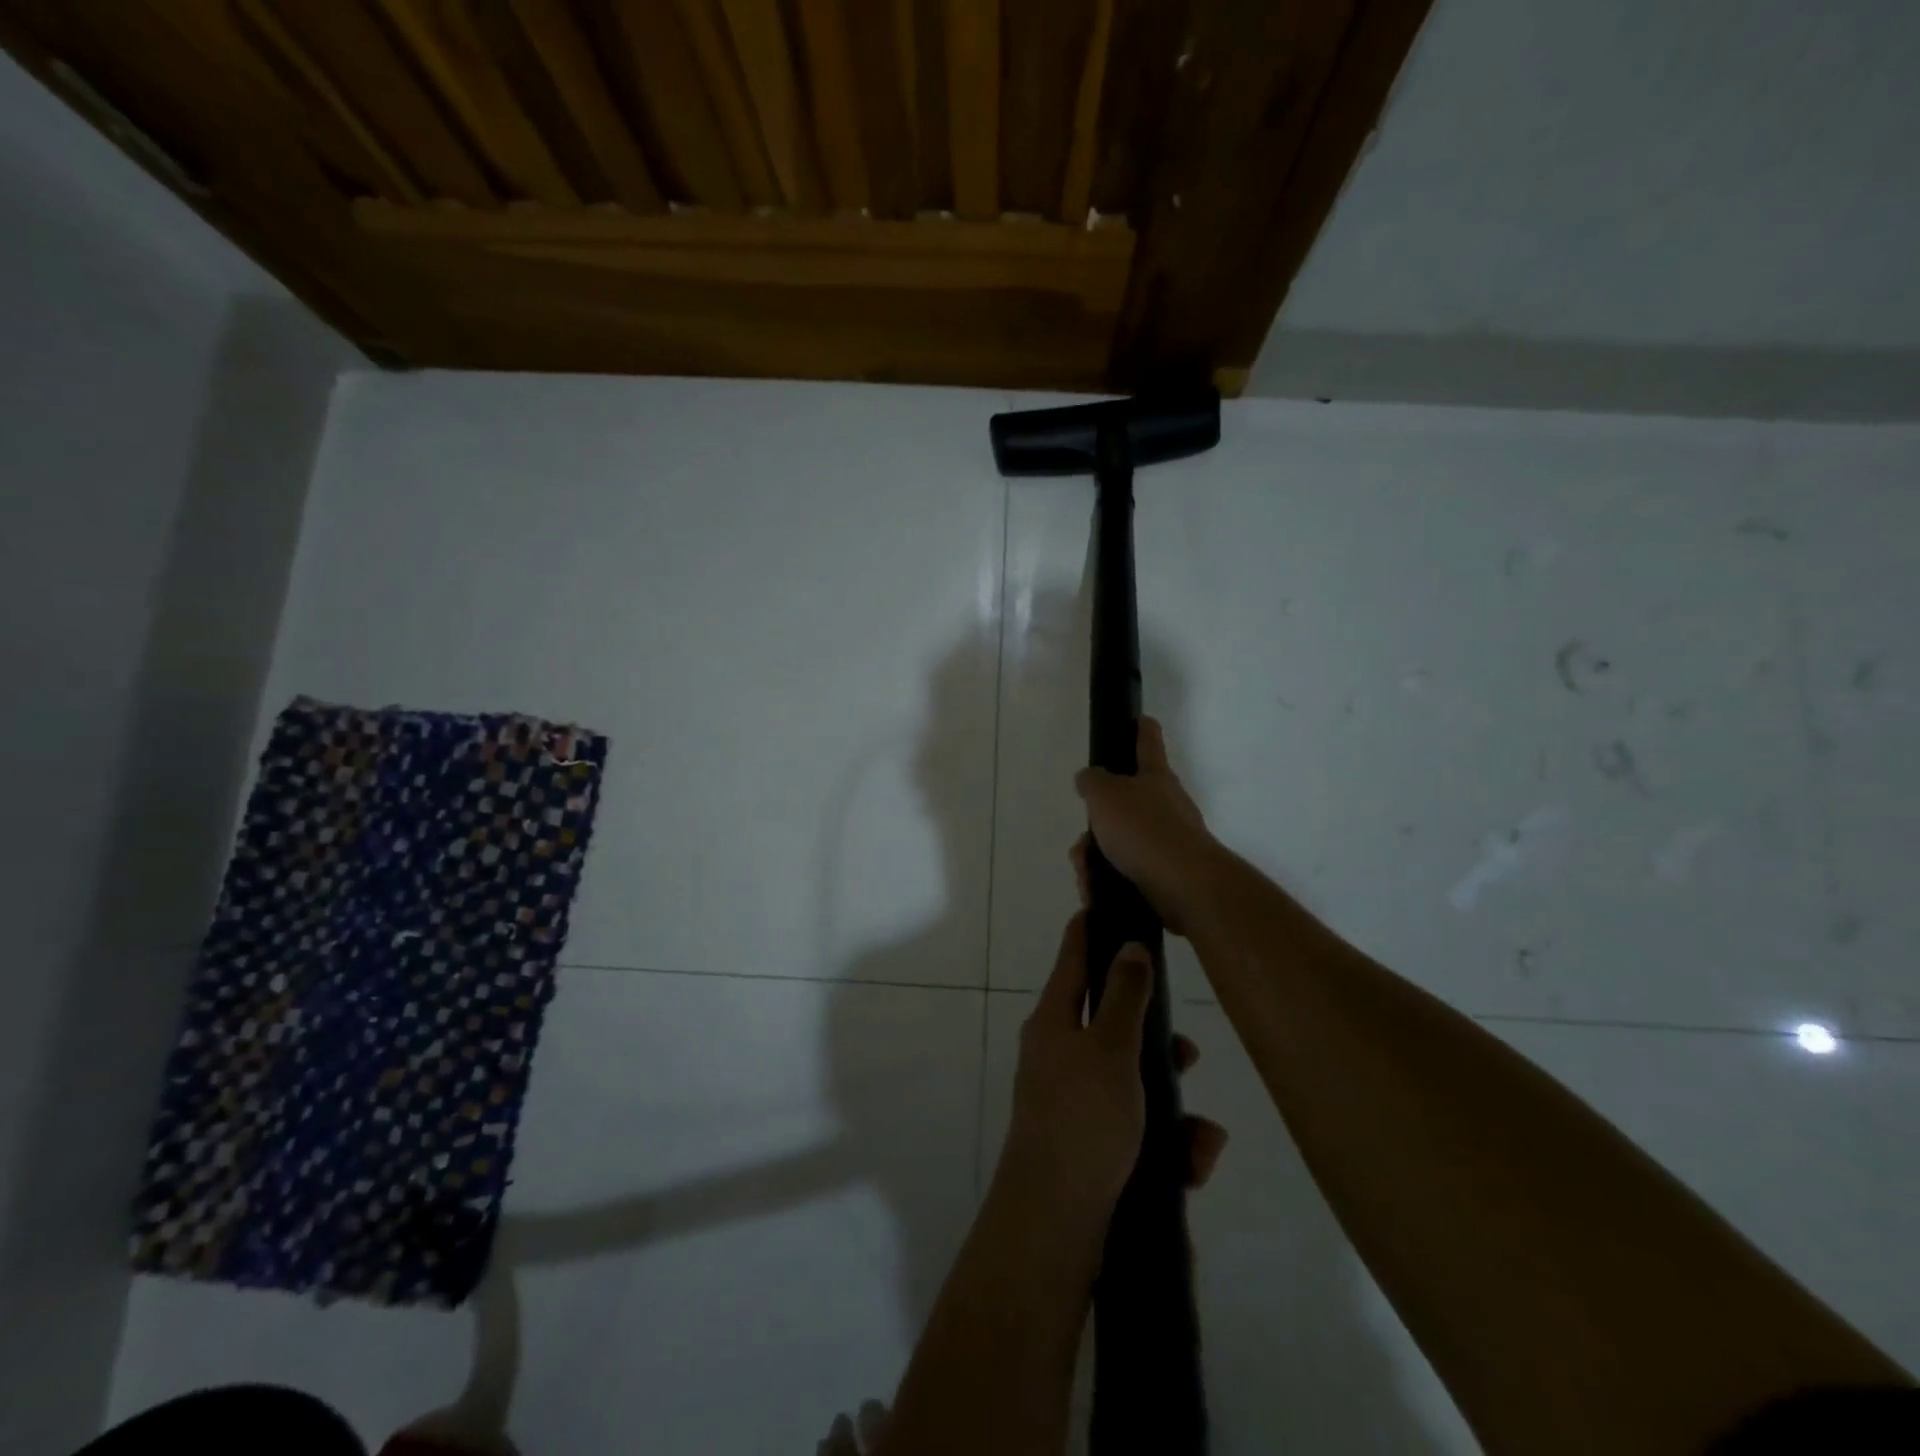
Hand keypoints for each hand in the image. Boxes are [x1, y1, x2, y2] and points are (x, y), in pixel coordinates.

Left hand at [995, 915, 1227, 1233]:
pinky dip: (1166, 1142)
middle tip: (1188, 1049)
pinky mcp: (1091, 1144)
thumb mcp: (1111, 1049)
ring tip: (1200, 1133)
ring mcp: (1073, 1100)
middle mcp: (1059, 1053)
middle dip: (1155, 1037)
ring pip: (1133, 1080)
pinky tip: (1192, 1164)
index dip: (1091, 929)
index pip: (1073, 957)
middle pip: (1111, 1022)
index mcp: (1054, 1020)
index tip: (1109, 903)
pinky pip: (1136, 1127)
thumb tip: (1129, 944)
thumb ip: (1125, 996)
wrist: (1055, 1225)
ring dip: (1171, 1101)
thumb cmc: (1083, 1121)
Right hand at [1073, 718, 1218, 934]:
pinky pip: (1126, 872)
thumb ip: (1092, 782)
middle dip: (1097, 824)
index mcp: (1155, 777)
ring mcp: (1169, 841)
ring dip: (1096, 858)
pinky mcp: (1166, 875)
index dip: (1139, 727)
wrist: (1184, 885)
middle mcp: (1166, 805)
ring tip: (1086, 874)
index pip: (1147, 741)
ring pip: (1119, 843)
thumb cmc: (1143, 829)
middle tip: (1083, 842)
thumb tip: (1090, 779)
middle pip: (1123, 804)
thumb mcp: (1104, 795)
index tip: (1137, 719)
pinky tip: (1096, 892)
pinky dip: (1107, 881)